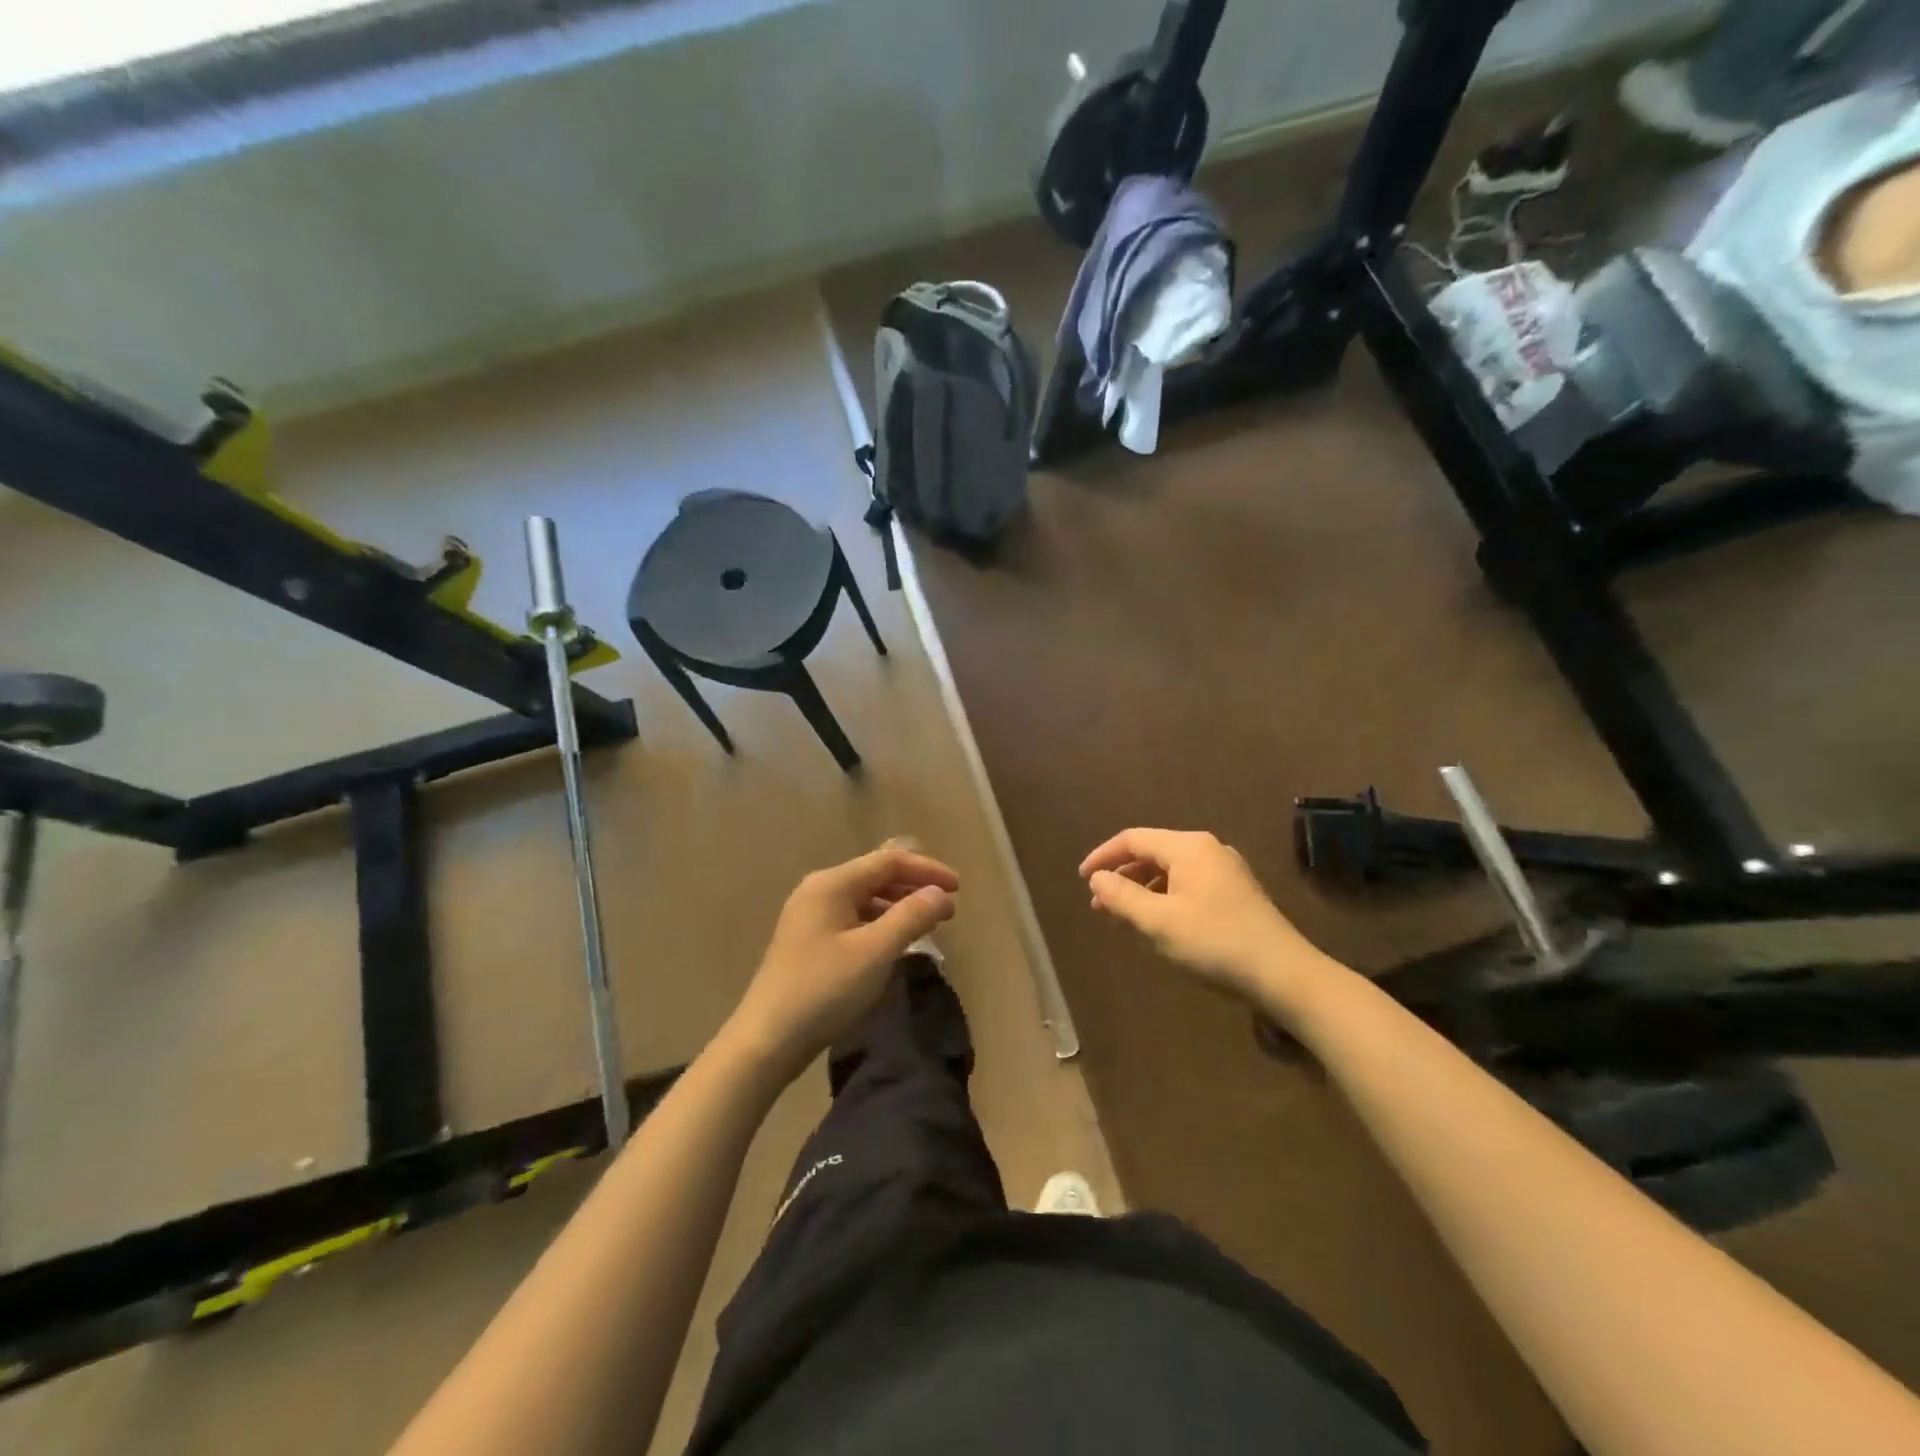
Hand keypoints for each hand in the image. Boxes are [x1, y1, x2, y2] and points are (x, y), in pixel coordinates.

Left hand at [728, 842, 958, 1080]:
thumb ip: (911, 917)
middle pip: (875, 876)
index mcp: (831, 884)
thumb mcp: (875, 952)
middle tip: (947, 909)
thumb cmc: (824, 990)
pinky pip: (853, 920)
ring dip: (898, 908)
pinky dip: (879, 925)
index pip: (888, 861)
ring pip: (864, 900)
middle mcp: (818, 891)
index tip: (958, 889)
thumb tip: (940, 893)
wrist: (766, 1041)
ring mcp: (809, 917)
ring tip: (926, 927)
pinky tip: (893, 946)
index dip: (927, 870)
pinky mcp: (807, 943)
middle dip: (914, 888)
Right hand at [1079, 828, 1324, 1003]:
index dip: (1103, 856)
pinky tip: (1158, 922)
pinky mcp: (1236, 893)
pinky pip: (1188, 884)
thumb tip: (1097, 878)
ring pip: (1171, 870)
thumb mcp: (1159, 922)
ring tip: (1123, 916)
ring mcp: (1226, 871)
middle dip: (1122, 876)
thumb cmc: (1215, 943)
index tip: (1082, 879)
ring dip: (1142, 889)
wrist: (1285, 975)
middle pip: (1152, 852)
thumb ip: (1123, 897)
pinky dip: (1164, 897)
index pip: (1133, 839)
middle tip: (1100, 905)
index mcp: (1189, 847)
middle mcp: (1208, 850)